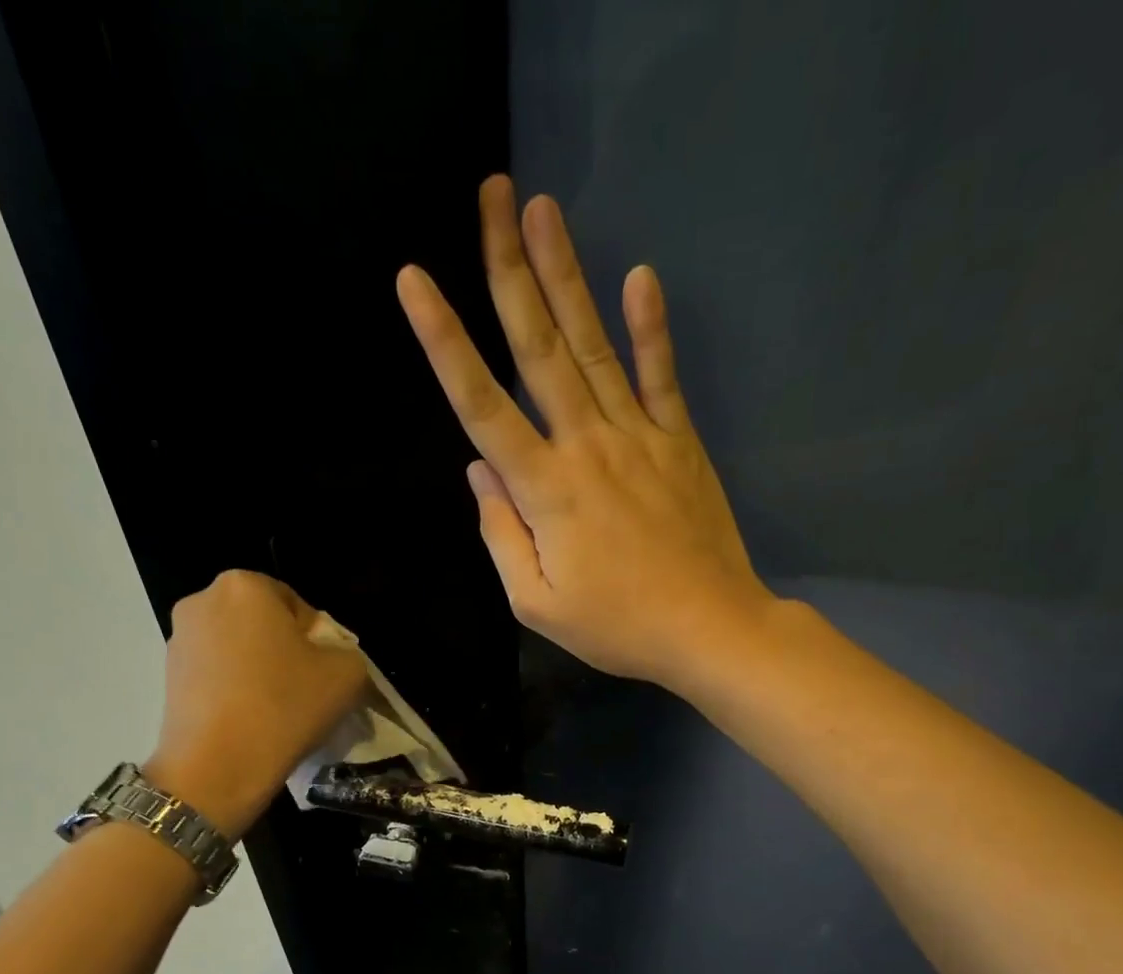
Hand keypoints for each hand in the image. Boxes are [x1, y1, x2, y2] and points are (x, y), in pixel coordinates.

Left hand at [146, 571, 366, 837]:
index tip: (322, 673)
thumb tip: (326, 657)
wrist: (218, 767)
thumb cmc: (286, 706)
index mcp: (245, 586)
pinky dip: (234, 688)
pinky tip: (248, 720)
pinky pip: (215, 672)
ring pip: (237, 647)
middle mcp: (203, 601)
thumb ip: (346, 651)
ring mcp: (179, 638)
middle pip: (262, 623)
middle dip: (283, 649)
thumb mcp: (347, 673)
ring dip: (257, 669)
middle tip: (303, 689)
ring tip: (274, 709)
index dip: (317, 640)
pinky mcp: (167, 675)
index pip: (297, 605)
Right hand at [396, 175, 775, 689]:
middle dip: (508, 270)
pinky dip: (650, 328)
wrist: (708, 628)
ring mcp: (638, 436)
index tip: (414, 281)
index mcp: (544, 489)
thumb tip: (479, 471)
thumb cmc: (615, 626)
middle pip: (539, 348)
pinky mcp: (679, 441)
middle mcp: (586, 444)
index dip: (444, 341)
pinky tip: (640, 276)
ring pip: (593, 346)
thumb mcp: (536, 602)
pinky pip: (661, 376)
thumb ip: (500, 535)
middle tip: (491, 196)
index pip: (482, 404)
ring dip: (566, 276)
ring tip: (542, 209)